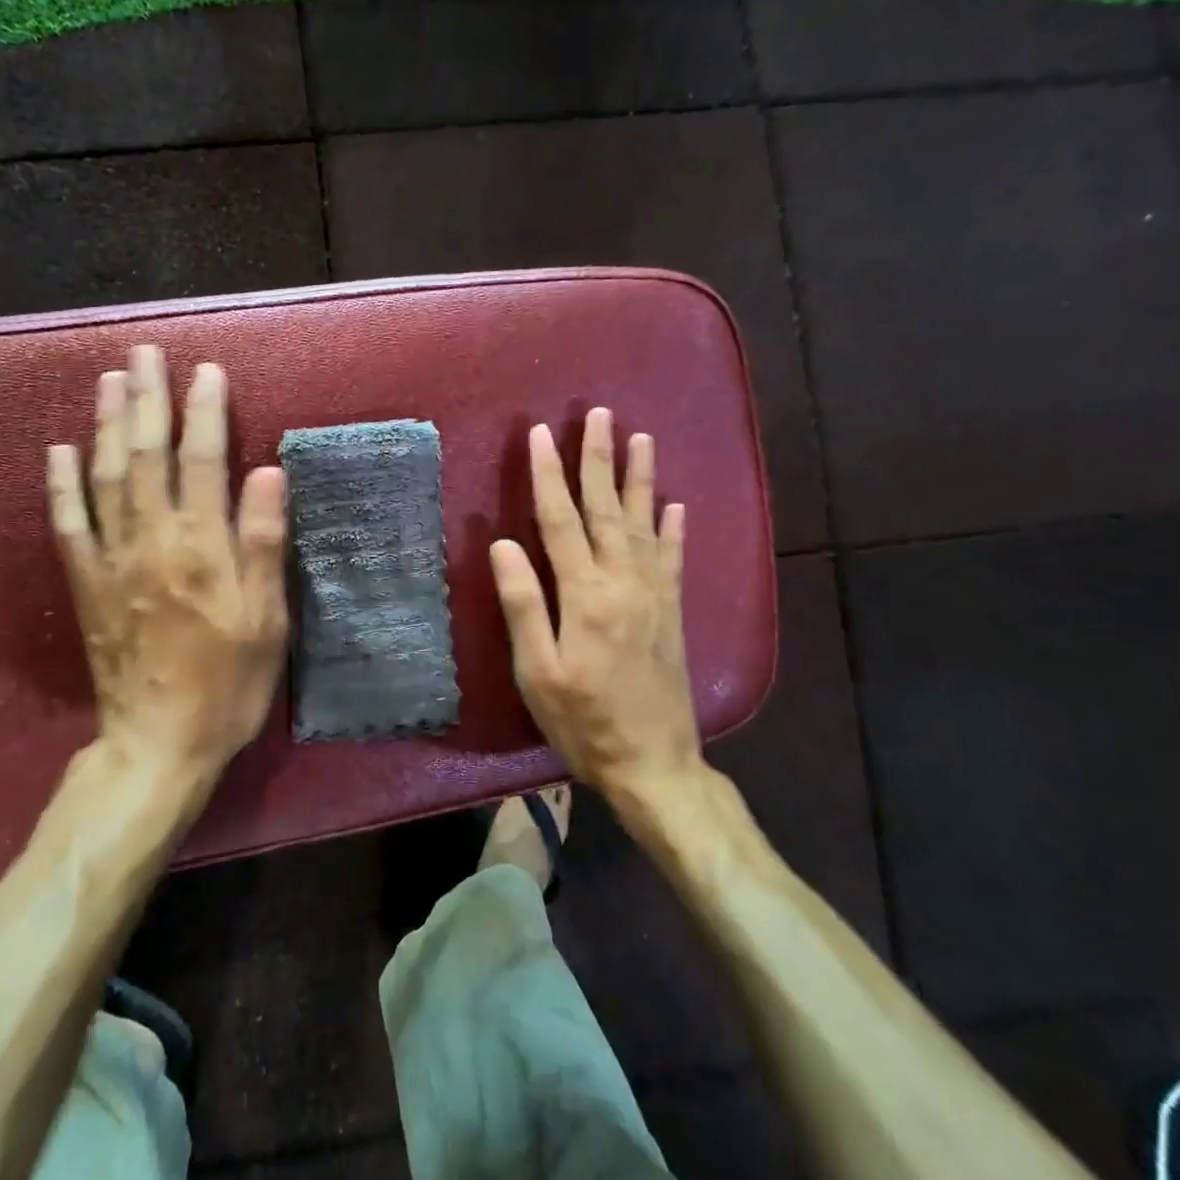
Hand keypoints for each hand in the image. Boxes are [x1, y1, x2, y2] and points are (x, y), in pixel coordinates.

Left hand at [46, 345, 288, 780]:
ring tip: (110, 380)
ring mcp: (112, 561)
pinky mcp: (86, 585)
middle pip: (146, 455)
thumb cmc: (228, 685)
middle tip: (146, 352)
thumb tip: (266, 472)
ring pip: (105, 477)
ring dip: (107, 424)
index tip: (207, 370)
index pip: (202, 461)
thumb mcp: (267, 621)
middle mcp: (152, 541)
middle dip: (148, 399)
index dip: (205, 412)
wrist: (158, 745)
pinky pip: (69, 525)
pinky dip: (62, 484)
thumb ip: (263, 543)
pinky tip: (60, 449)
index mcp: (202, 548)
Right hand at [488, 408, 702, 804]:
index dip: (548, 476)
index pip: (560, 521)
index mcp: (585, 595)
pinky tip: (676, 503)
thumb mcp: (538, 671)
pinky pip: (673, 558)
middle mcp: (623, 582)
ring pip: (645, 523)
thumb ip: (523, 604)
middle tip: (599, 414)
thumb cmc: (583, 721)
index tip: (541, 435)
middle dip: (599, 459)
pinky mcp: (671, 611)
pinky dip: (674, 528)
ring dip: (640, 478)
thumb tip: (503, 545)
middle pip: (607, 509)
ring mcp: (653, 594)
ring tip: (641, 439)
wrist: (654, 764)